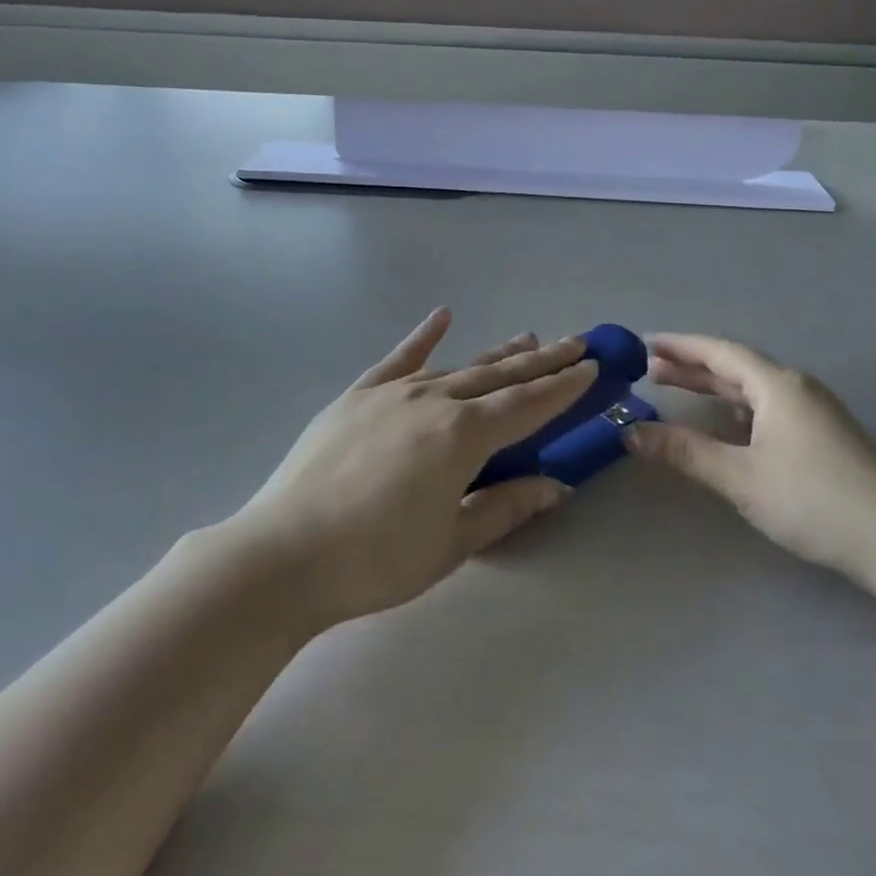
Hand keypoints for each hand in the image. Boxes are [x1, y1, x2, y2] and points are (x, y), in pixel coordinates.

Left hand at [231, 310, 596, 630]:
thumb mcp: (451, 544)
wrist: (283, 555)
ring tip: (528, 338)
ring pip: (458, 366)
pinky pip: (398, 359)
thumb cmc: (376, 560)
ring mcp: (393, 393)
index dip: (564, 388)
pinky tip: (442, 315)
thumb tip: (555, 485)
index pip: (528, 405)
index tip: (592, 367)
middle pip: (500, 376)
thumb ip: (506, 507)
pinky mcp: (357, 396)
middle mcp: (434, 401)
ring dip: (497, 354)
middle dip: (542, 361)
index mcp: (463, 437)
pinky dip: (423, 337)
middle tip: (575, 342)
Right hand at [625, 334, 875, 590]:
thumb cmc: (814, 500)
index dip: (681, 346)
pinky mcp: (823, 437)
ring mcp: (813, 412)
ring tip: (676, 390)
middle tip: (650, 369)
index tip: (645, 343)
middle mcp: (795, 388)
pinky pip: (767, 408)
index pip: (720, 352)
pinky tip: (724, 424)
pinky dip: (736, 408)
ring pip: (752, 389)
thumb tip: (631, 432)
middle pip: (735, 367)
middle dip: (692, 366)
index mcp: (777, 386)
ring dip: (714, 388)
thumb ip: (685, 452)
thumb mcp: (741, 476)